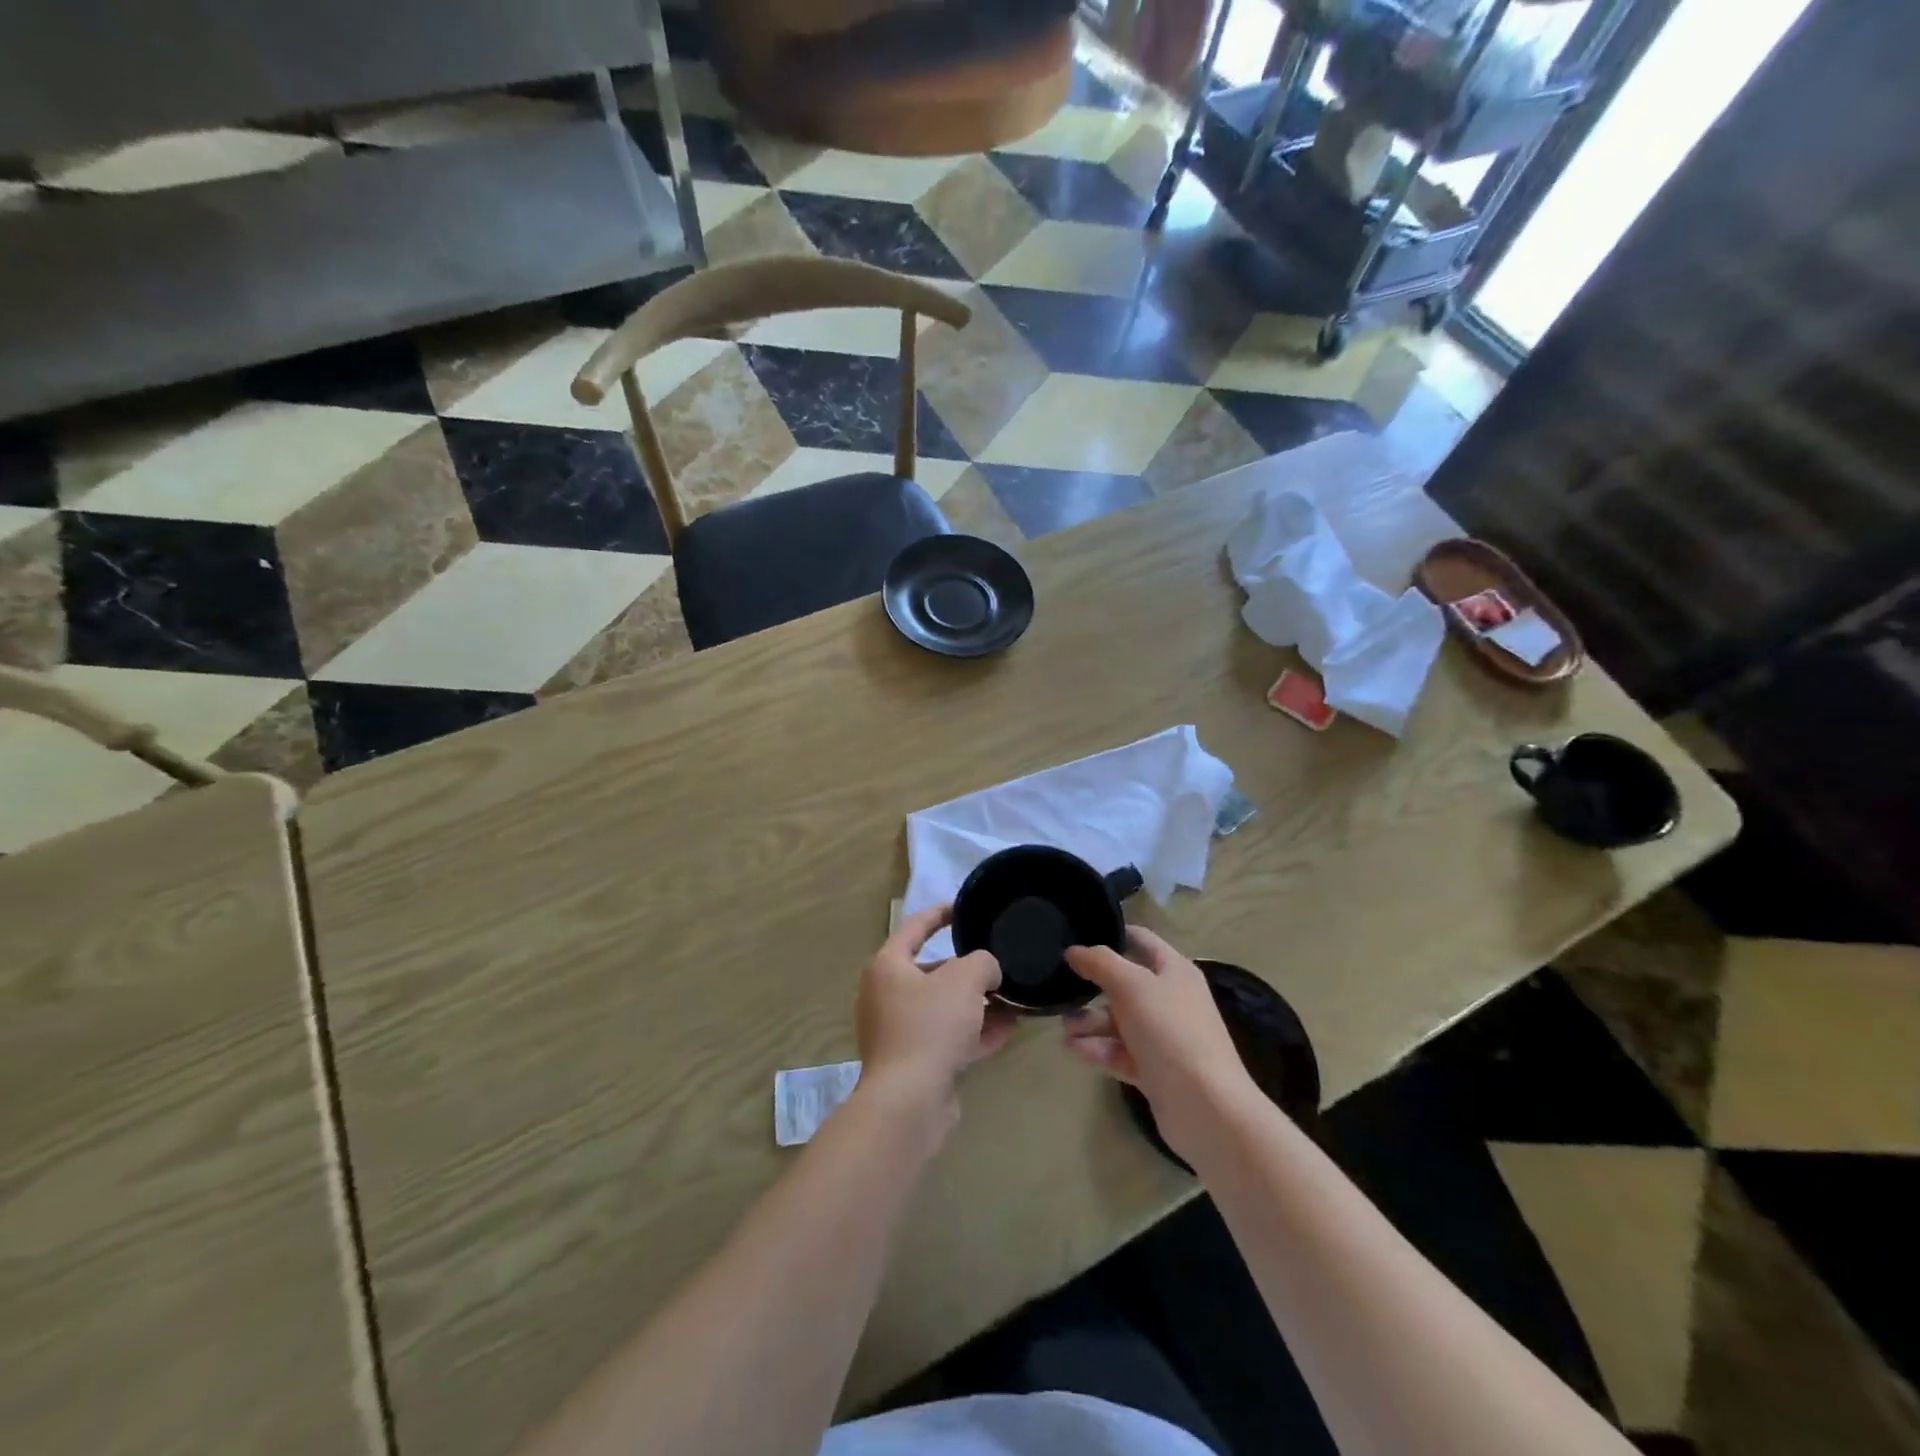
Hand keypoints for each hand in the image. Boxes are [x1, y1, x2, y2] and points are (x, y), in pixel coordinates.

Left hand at [857, 906, 1014, 1112]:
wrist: (909, 1101)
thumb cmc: (930, 1025)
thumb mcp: (965, 979)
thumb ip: (982, 963)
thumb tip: (986, 972)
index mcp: (888, 966)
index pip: (914, 927)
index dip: (939, 914)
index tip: (963, 908)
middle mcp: (886, 995)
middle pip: (932, 972)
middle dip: (968, 970)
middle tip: (997, 965)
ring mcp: (897, 1032)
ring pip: (943, 1008)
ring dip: (976, 1004)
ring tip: (1012, 1000)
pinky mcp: (913, 1063)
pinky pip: (946, 1038)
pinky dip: (973, 1032)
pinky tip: (1006, 1031)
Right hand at [1063, 927, 1259, 1159]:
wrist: (1205, 1107)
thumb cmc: (1170, 1032)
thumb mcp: (1131, 986)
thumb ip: (1100, 963)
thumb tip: (1074, 950)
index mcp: (1174, 971)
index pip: (1141, 940)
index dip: (1111, 935)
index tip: (1076, 938)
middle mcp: (1171, 1000)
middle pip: (1125, 984)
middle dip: (1092, 987)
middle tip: (1060, 990)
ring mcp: (1164, 1037)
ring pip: (1119, 1021)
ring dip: (1090, 1022)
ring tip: (1063, 1029)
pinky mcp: (1155, 1071)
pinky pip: (1121, 1052)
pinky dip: (1099, 1049)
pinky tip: (1074, 1049)